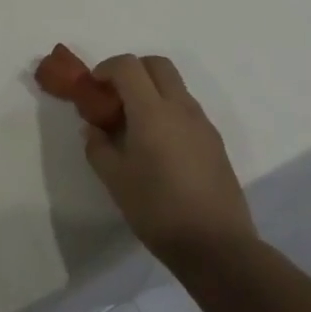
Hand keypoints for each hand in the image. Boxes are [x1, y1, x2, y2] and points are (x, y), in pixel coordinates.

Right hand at [84, 55, 256, 271]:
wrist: (217, 246)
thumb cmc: (158, 210)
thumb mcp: (115, 180)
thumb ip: (98, 147)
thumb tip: (94, 128)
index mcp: (152, 111)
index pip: (128, 65)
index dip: (106, 68)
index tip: (93, 88)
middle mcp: (180, 108)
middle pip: (156, 64)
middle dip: (132, 70)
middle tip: (114, 97)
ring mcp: (202, 124)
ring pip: (175, 85)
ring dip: (151, 90)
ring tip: (134, 125)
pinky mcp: (215, 142)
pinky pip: (187, 110)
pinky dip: (168, 111)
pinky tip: (158, 146)